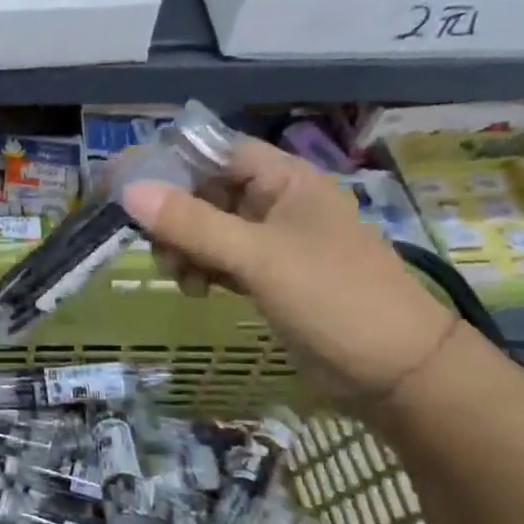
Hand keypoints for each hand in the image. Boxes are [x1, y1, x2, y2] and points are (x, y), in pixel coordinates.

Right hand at [119, 138, 456, 402]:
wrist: (397, 373)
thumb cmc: (333, 298)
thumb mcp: (258, 257)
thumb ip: (192, 223)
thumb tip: (128, 191)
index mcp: (285, 180)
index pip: (214, 150)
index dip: (169, 160)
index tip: (125, 182)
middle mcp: (277, 201)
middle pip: (205, 190)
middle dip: (173, 215)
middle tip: (152, 243)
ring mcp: (272, 240)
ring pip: (207, 227)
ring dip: (183, 246)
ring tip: (179, 275)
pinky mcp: (268, 274)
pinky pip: (219, 257)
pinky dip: (201, 268)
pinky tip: (198, 290)